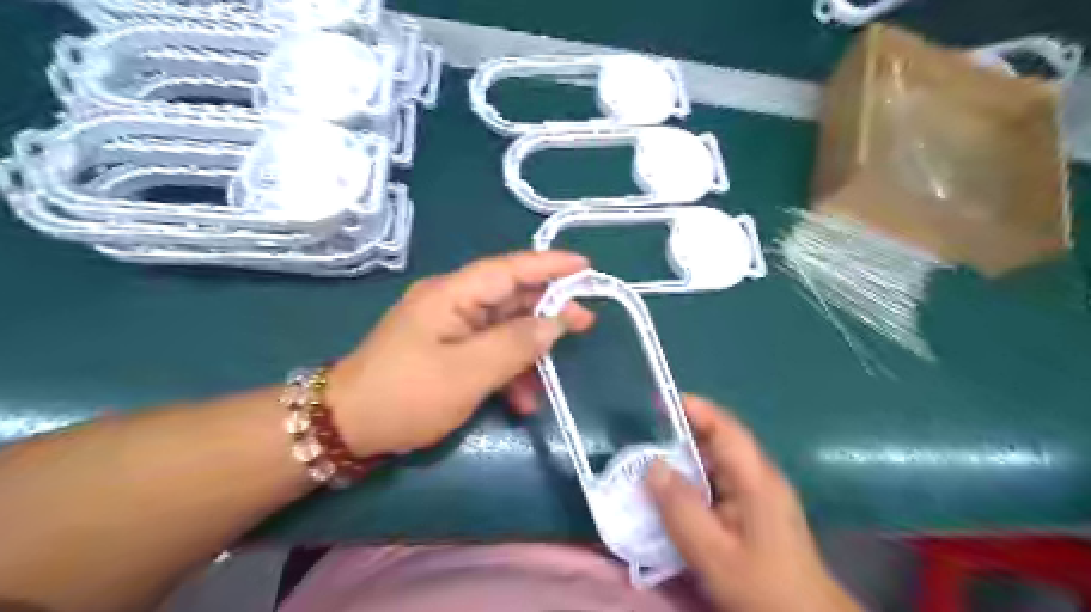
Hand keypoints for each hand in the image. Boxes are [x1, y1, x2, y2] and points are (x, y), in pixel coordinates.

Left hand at [326, 251, 595, 457]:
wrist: (348, 427)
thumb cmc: (407, 396)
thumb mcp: (467, 373)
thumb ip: (516, 344)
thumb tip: (555, 323)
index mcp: (452, 294)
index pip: (509, 268)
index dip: (549, 264)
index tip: (585, 267)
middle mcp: (452, 301)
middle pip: (510, 296)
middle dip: (548, 310)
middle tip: (585, 323)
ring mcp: (449, 326)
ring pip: (503, 327)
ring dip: (528, 351)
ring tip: (552, 380)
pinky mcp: (447, 349)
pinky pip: (488, 350)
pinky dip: (508, 370)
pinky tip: (521, 400)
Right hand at [647, 396, 860, 611]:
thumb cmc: (762, 587)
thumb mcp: (713, 553)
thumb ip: (680, 508)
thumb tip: (653, 466)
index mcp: (756, 479)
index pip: (724, 428)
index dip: (694, 409)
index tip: (660, 400)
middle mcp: (761, 477)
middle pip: (720, 442)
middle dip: (683, 434)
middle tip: (645, 439)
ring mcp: (761, 493)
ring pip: (719, 463)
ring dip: (687, 460)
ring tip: (652, 465)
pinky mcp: (757, 509)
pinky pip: (721, 482)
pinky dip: (696, 481)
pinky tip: (677, 496)